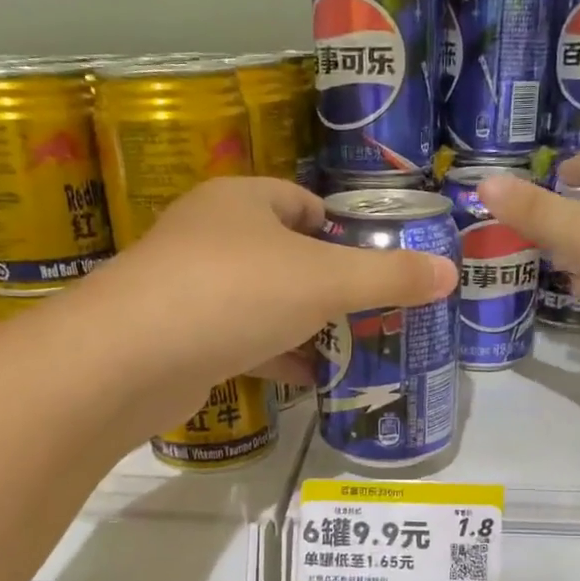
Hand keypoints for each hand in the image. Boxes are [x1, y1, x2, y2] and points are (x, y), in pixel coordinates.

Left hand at [72, 176, 456, 436]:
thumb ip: (389, 277)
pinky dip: (273, 355)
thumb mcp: (325, 281)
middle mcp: (211, 235)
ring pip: (262, 301)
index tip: (376, 269)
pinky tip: (305, 379)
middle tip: (370, 314)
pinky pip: (239, 338)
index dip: (344, 232)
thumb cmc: (235, 294)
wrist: (130, 360)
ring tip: (349, 348)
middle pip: (285, 255)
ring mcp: (190, 287)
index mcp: (241, 201)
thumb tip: (449, 271)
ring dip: (303, 325)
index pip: (304, 203)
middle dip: (328, 286)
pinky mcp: (180, 336)